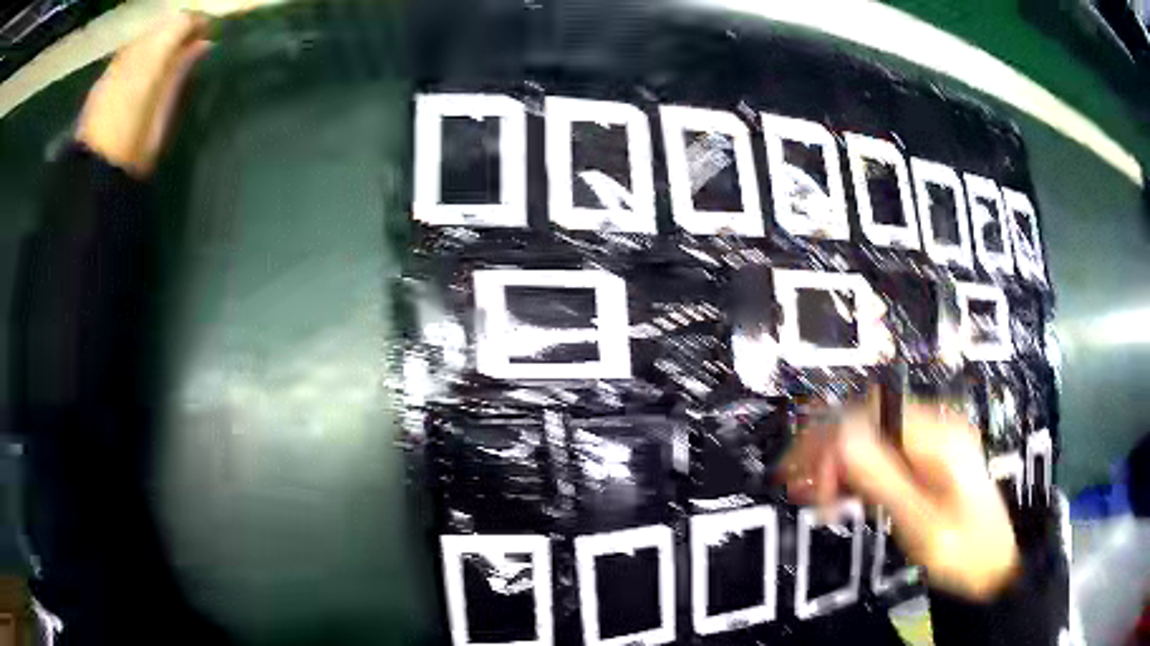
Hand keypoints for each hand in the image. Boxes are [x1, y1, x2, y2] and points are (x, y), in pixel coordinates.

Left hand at [75, 12, 211, 177]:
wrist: (91, 180)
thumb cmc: (132, 152)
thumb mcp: (163, 114)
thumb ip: (180, 73)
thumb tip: (203, 44)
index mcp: (151, 59)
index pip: (179, 22)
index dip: (196, 22)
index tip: (207, 31)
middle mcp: (131, 54)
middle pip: (159, 27)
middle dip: (174, 30)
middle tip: (188, 44)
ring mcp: (113, 66)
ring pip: (141, 39)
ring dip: (155, 42)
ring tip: (164, 57)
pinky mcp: (100, 81)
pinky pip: (125, 54)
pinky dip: (137, 54)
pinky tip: (140, 70)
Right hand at [782, 391, 1019, 600]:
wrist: (994, 566)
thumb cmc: (964, 552)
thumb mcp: (923, 524)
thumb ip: (884, 479)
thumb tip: (840, 438)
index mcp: (939, 438)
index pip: (873, 413)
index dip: (834, 439)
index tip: (811, 481)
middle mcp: (935, 428)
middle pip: (869, 417)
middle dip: (829, 447)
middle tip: (798, 485)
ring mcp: (931, 442)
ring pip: (871, 434)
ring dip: (837, 459)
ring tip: (812, 493)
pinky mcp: (926, 458)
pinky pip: (882, 452)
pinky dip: (856, 470)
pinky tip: (839, 492)